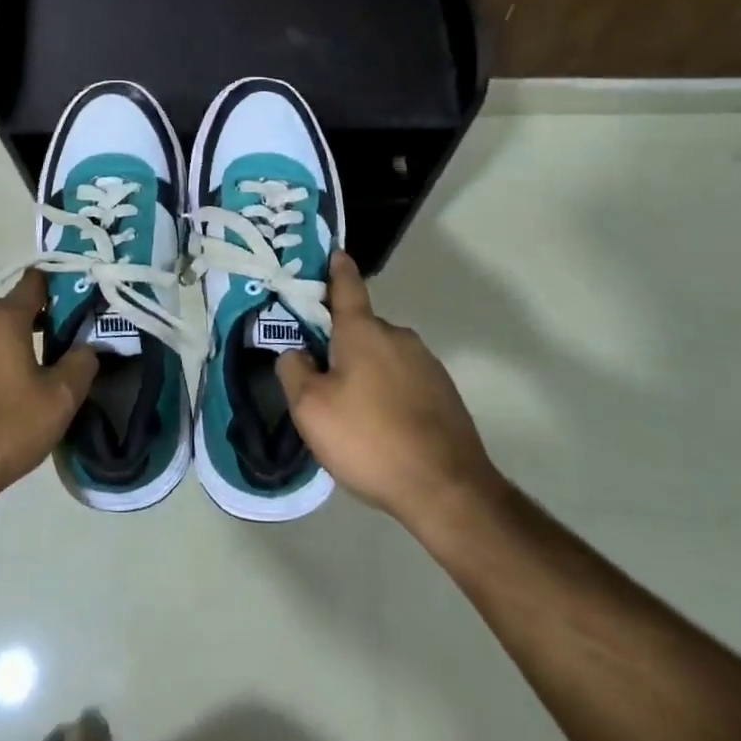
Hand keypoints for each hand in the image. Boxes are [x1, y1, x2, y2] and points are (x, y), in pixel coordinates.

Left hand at [0, 271, 97, 518]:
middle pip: (11, 308)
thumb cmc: (4, 429)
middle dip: (39, 320)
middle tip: (66, 345)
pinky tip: (3, 395)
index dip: (60, 286)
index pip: (34, 282)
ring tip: (37, 374)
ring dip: (13, 344)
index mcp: (2, 319)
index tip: (81, 303)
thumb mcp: (59, 400)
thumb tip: (86, 347)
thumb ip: (81, 364)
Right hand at [277, 253, 505, 535]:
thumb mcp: (310, 408)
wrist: (447, 488)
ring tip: (352, 414)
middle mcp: (398, 336)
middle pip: (360, 329)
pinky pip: (403, 380)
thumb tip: (296, 352)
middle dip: (340, 344)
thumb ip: (293, 370)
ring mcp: (427, 363)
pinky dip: (388, 393)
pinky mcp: (444, 392)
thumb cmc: (369, 439)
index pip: (346, 286)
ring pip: (382, 357)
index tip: (334, 252)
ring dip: (365, 372)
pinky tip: (382, 428)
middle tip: (320, 379)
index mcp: (363, 331)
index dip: (336, 268)